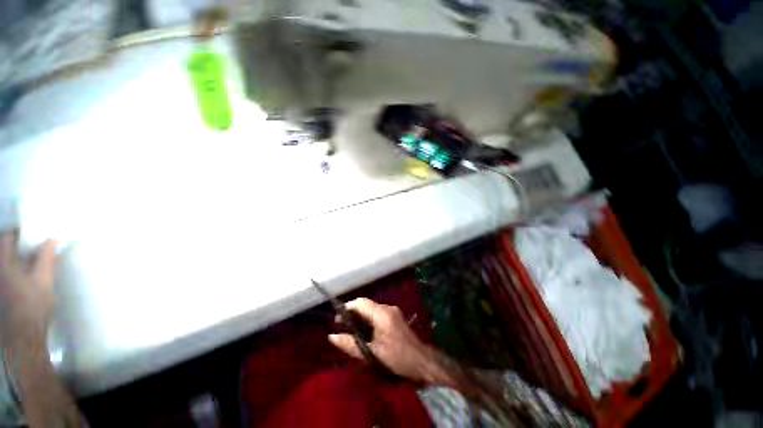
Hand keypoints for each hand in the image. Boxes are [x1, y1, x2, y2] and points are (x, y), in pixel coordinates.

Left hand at [0, 230, 57, 337]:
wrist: (23, 336)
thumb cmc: (33, 304)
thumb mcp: (44, 279)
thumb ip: (46, 257)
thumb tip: (52, 238)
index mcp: (3, 263)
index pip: (7, 237)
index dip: (20, 232)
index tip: (34, 232)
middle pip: (5, 250)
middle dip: (20, 245)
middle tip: (37, 245)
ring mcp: (1, 283)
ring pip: (8, 263)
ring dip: (19, 258)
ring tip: (35, 260)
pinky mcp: (4, 293)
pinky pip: (9, 274)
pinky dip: (18, 270)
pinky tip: (29, 276)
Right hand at [328, 298, 448, 384]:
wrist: (422, 361)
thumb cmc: (397, 358)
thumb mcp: (372, 354)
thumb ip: (351, 344)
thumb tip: (332, 337)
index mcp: (382, 314)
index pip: (361, 303)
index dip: (348, 307)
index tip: (337, 319)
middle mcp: (387, 308)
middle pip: (366, 304)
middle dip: (353, 312)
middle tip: (341, 326)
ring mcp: (392, 311)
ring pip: (371, 308)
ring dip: (360, 316)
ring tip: (350, 329)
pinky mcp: (395, 316)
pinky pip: (377, 313)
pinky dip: (368, 319)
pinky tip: (364, 331)